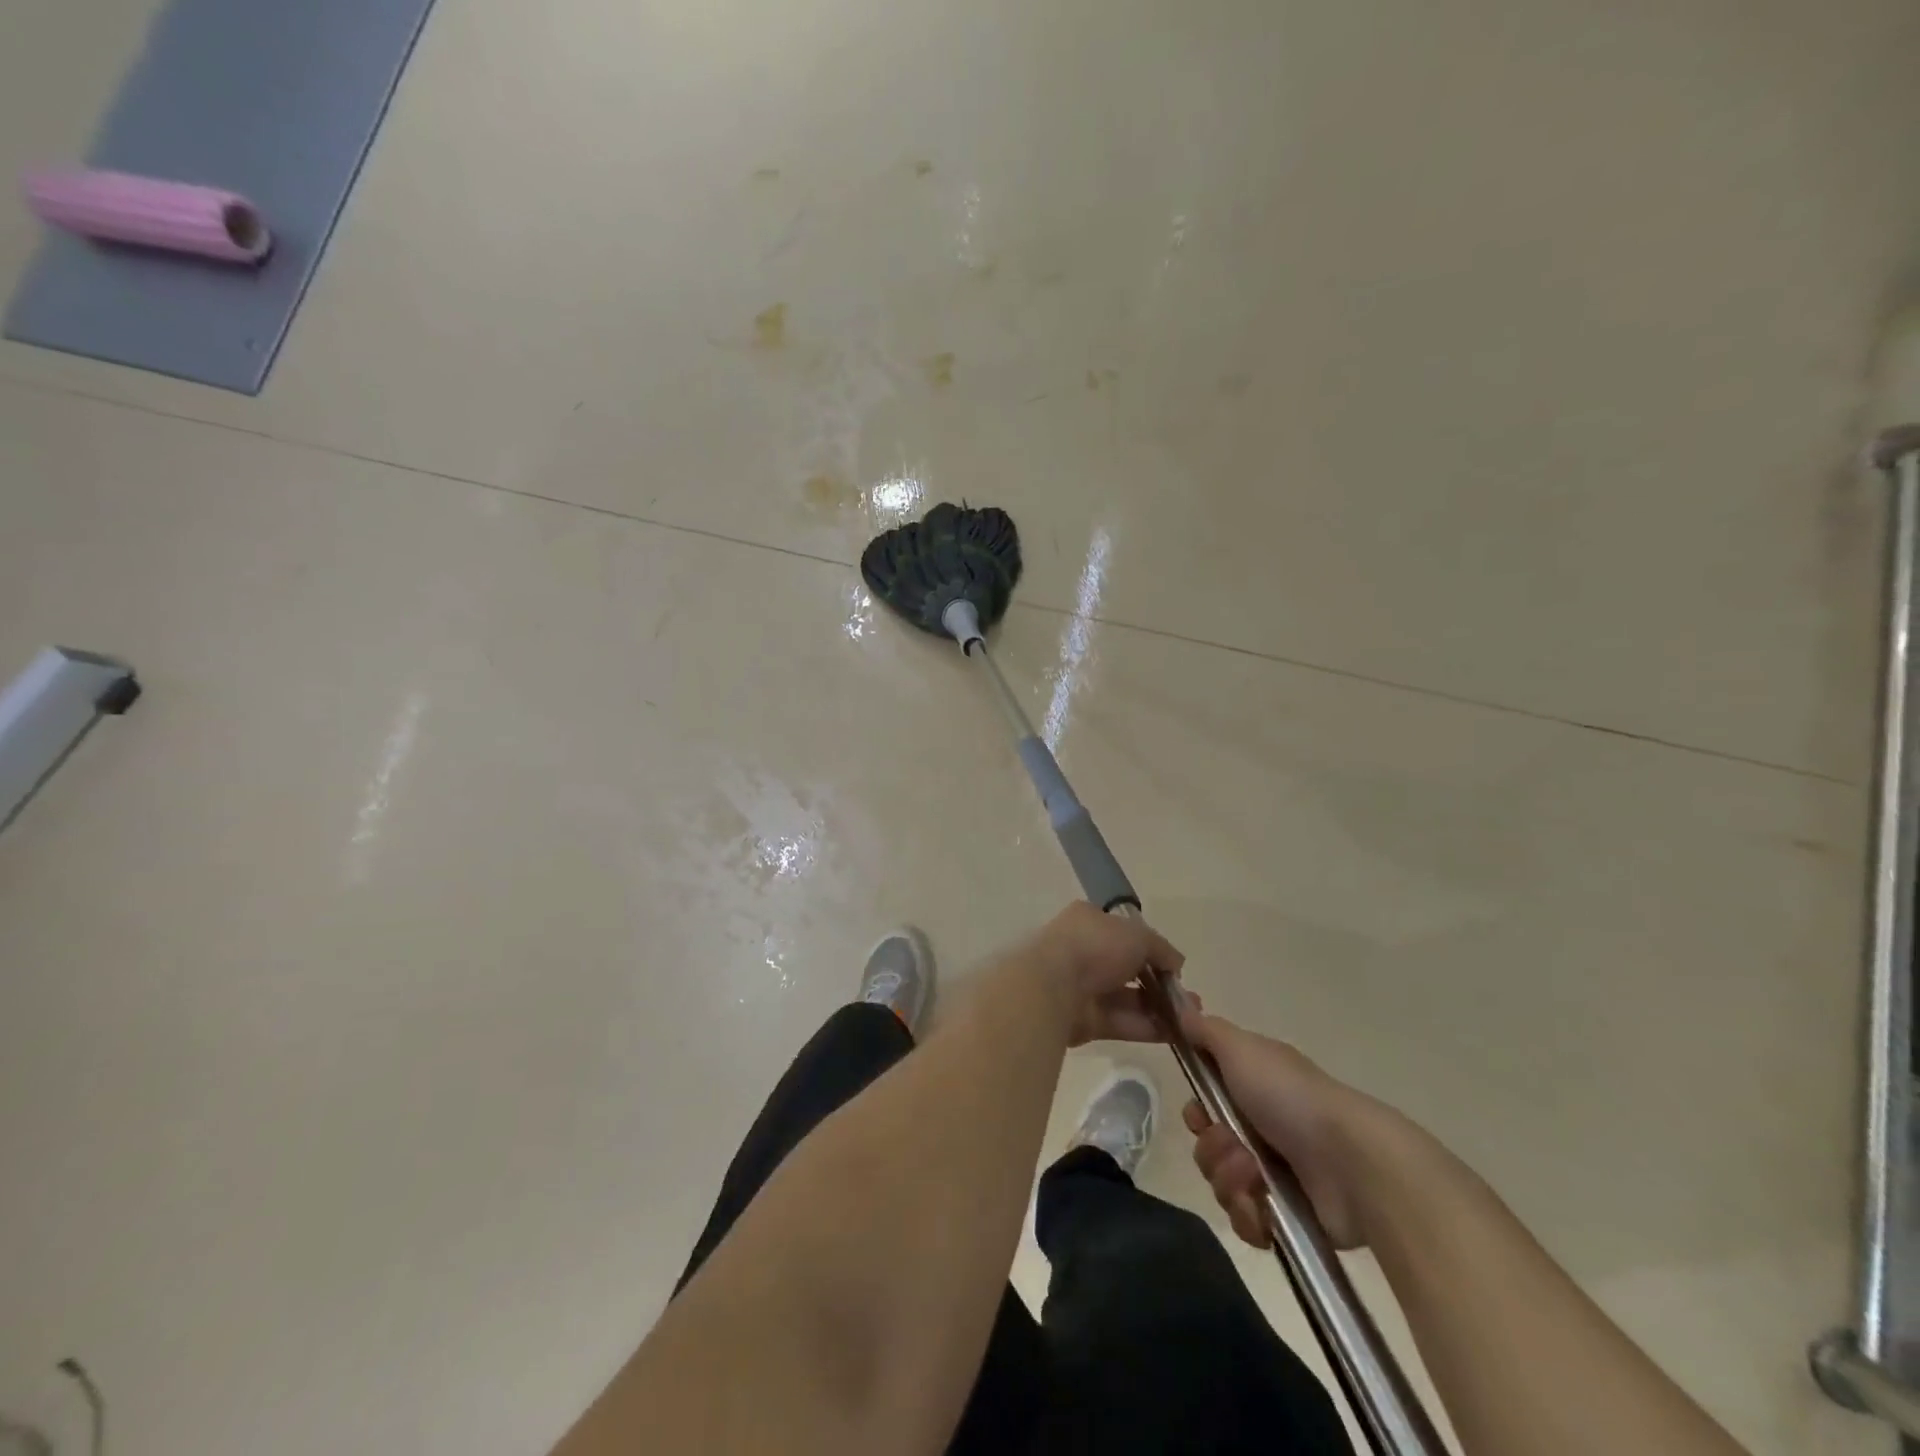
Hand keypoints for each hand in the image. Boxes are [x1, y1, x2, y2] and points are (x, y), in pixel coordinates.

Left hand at [1026, 901, 1183, 1047]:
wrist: (1053, 986)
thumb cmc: (1095, 946)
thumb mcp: (1138, 936)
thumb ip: (1161, 949)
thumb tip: (1177, 964)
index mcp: (1089, 921)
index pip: (1123, 932)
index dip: (1149, 948)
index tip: (1173, 967)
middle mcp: (1083, 951)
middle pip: (1127, 968)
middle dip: (1159, 984)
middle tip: (1189, 1000)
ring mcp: (1081, 986)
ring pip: (1126, 998)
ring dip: (1158, 1008)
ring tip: (1191, 1020)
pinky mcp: (1082, 1020)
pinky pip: (1120, 1022)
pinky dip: (1146, 1027)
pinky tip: (1176, 1034)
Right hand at [1178, 1009, 1392, 1249]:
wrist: (1352, 1162)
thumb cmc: (1291, 1096)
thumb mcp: (1242, 1048)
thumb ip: (1207, 1030)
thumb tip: (1182, 1010)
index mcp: (1254, 1090)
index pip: (1206, 1104)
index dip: (1195, 1112)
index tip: (1200, 1114)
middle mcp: (1263, 1130)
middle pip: (1209, 1147)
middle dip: (1212, 1149)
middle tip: (1234, 1146)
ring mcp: (1277, 1175)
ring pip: (1222, 1183)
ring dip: (1229, 1179)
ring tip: (1255, 1176)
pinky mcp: (1288, 1218)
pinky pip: (1245, 1222)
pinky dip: (1248, 1215)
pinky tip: (1262, 1207)